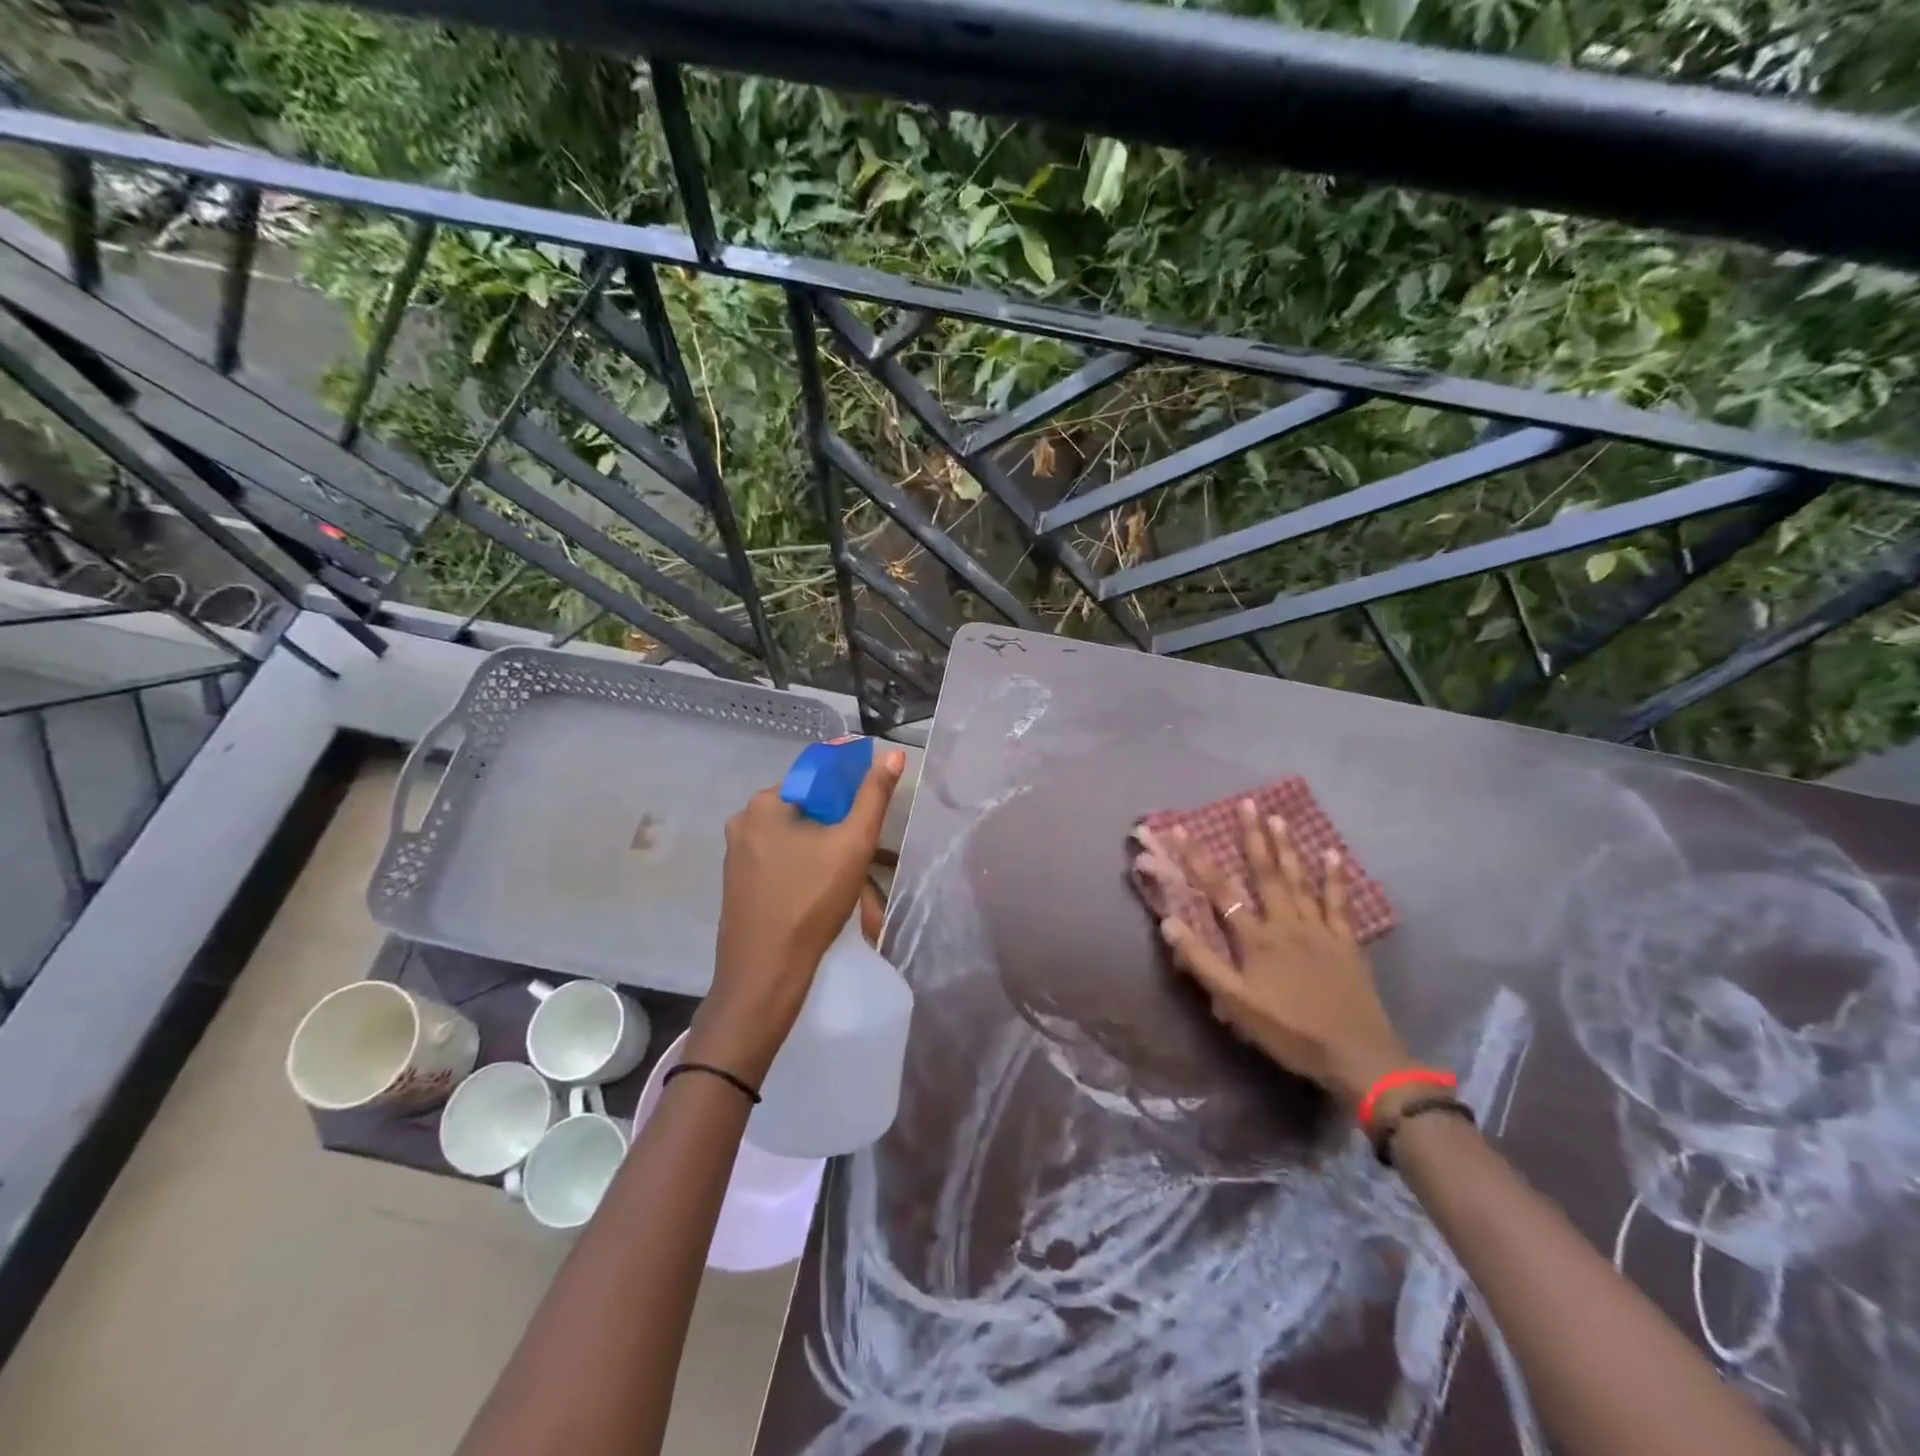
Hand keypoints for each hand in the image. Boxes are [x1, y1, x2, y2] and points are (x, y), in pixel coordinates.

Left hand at [690, 747, 906, 1082]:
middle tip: (864, 854)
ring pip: (794, 839)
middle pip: (805, 810)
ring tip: (851, 881)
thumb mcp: (853, 843)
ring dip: (824, 852)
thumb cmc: (811, 900)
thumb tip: (892, 754)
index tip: (870, 811)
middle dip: (838, 827)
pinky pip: (780, 862)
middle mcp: (743, 822)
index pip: (816, 777)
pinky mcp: (739, 884)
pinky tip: (824, 893)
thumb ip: (874, 796)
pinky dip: (804, 869)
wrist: (765, 973)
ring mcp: (737, 856)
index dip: (849, 788)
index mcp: (764, 804)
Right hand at [1135, 799, 1408, 1110]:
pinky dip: (1335, 877)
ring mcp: (1319, 929)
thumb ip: (1201, 962)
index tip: (1181, 830)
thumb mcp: (1235, 1004)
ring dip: (1287, 847)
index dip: (1198, 860)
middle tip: (1247, 804)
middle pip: (1265, 873)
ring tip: (1278, 817)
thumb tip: (1169, 921)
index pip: (1219, 891)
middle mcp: (1286, 923)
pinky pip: (1338, 902)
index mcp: (1256, 938)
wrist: (1356, 1056)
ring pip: (1299, 880)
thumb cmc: (1288, 1031)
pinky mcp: (1345, 942)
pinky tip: (1332, 854)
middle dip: (1253, 837)